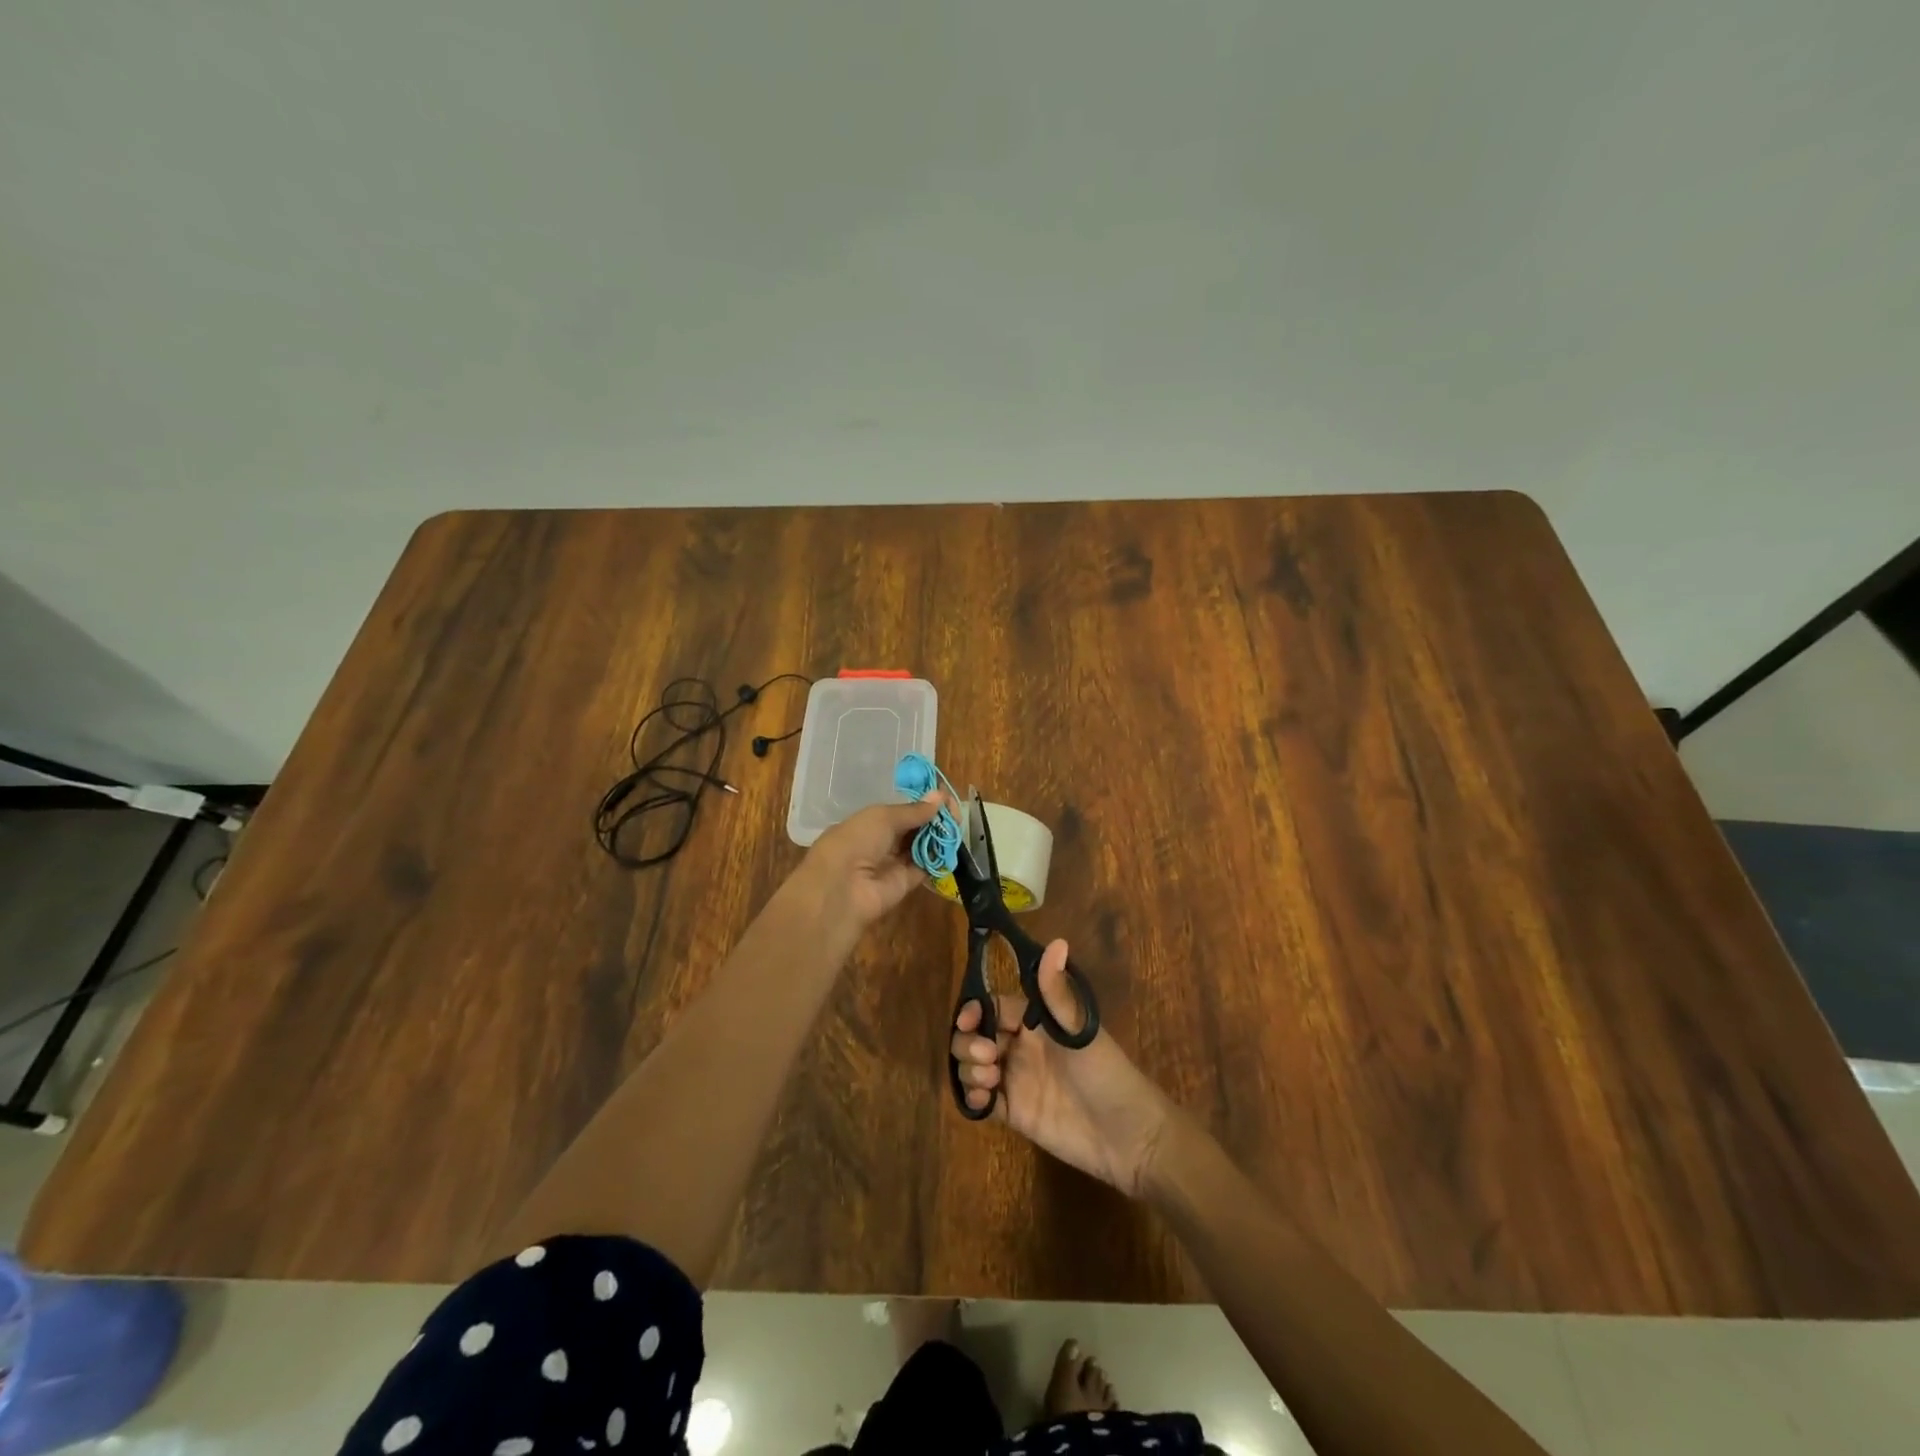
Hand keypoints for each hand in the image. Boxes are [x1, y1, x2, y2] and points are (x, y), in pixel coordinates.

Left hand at [792, 794, 942, 933]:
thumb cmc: (856, 841)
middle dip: (934, 818)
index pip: (901, 810)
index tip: (944, 796)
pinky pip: (925, 867)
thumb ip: (914, 810)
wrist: (842, 889)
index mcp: (869, 822)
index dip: (922, 803)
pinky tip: (954, 845)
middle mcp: (881, 842)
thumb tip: (940, 795)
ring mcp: (893, 863)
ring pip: (921, 846)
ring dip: (939, 836)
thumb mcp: (883, 817)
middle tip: (956, 811)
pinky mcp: (906, 883)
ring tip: (958, 824)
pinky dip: (939, 857)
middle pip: (913, 828)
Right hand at [950, 939, 1176, 1197]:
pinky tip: (982, 1101)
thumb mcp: (1080, 1030)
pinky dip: (972, 1098)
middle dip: (968, 1042)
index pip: (993, 1007)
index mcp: (1036, 1022)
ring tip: (989, 1081)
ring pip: (973, 1066)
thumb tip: (1057, 942)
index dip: (975, 1010)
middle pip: (976, 1035)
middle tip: (986, 1057)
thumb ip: (1058, 992)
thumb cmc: (1106, 1073)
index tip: (968, 1020)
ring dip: (968, 1069)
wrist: (1128, 1136)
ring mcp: (1015, 1080)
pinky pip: (981, 1101)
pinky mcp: (1014, 1113)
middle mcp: (1021, 1047)